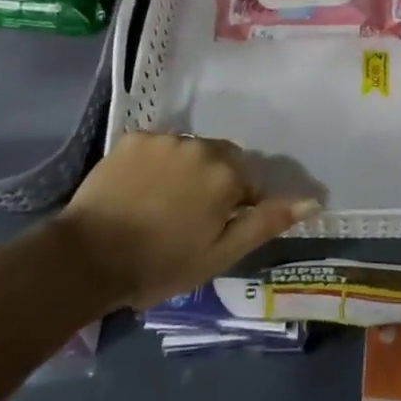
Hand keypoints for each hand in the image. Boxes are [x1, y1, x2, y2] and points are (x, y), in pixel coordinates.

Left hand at [54, 132, 319, 308]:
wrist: (88, 256)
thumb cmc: (159, 264)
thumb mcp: (220, 254)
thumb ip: (265, 222)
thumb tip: (312, 200)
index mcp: (226, 173)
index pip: (249, 182)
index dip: (236, 207)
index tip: (214, 230)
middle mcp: (200, 144)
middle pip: (221, 159)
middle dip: (214, 182)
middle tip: (189, 218)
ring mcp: (165, 137)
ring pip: (190, 150)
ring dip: (186, 170)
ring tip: (161, 204)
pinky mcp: (134, 137)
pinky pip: (158, 147)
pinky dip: (156, 163)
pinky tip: (139, 190)